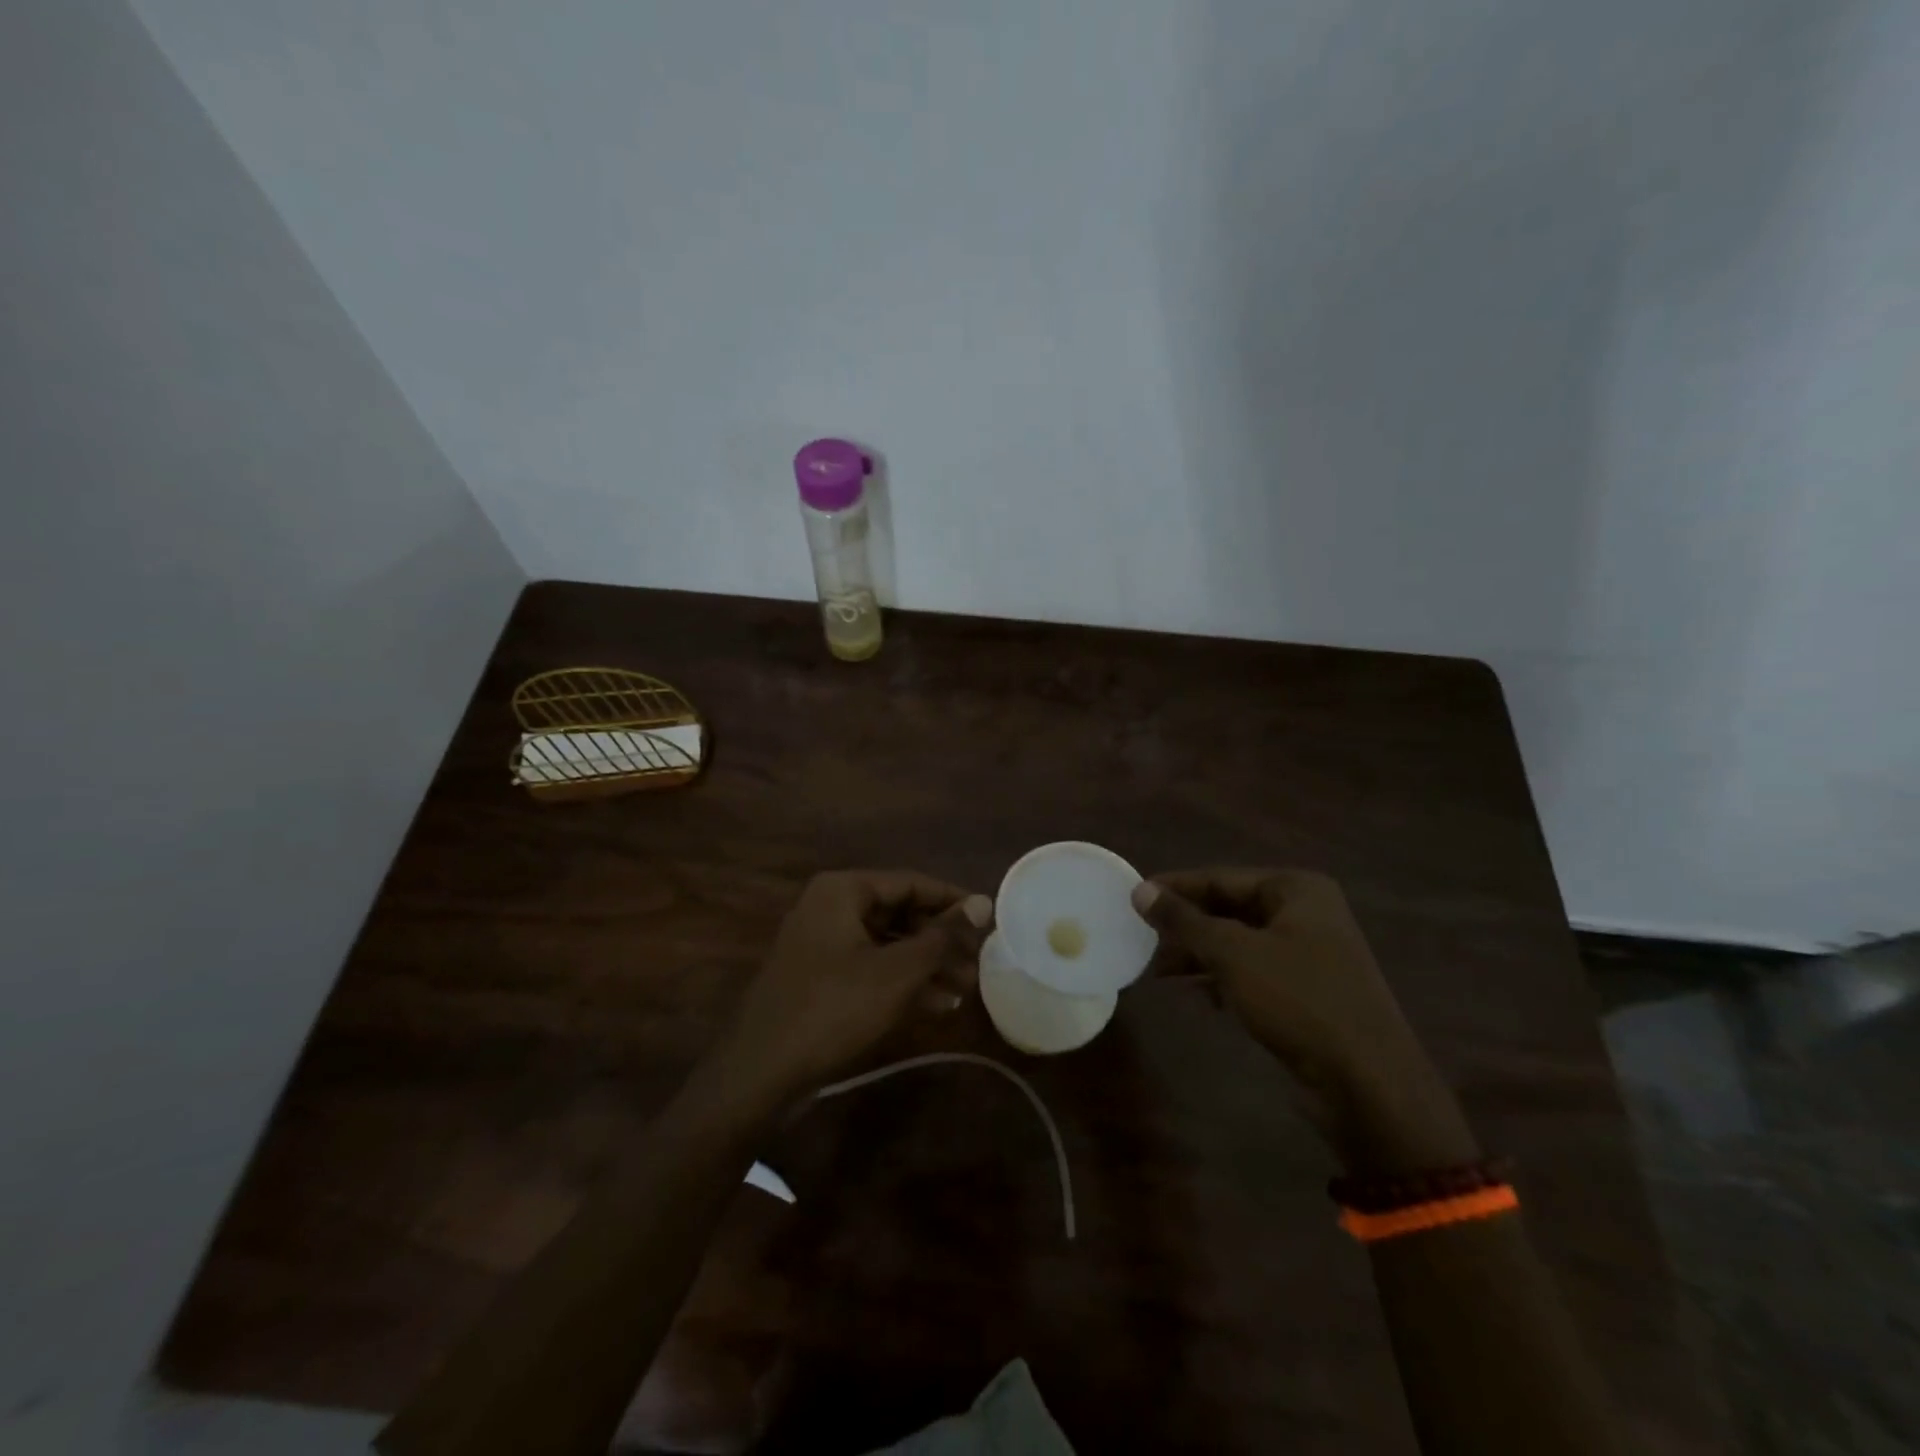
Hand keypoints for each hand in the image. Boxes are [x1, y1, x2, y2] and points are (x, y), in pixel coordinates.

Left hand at [711, 871, 993, 1107]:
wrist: (760, 1072)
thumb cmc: (834, 1008)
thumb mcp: (898, 972)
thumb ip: (943, 936)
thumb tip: (984, 903)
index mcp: (843, 891)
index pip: (911, 882)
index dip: (953, 901)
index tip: (989, 920)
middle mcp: (830, 907)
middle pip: (900, 913)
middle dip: (941, 940)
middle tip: (979, 963)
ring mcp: (822, 943)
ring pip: (888, 943)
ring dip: (927, 964)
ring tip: (966, 989)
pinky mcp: (820, 978)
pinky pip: (871, 967)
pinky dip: (902, 981)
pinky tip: (937, 1005)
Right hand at [1133, 868, 1476, 1173]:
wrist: (1368, 1084)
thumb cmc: (1299, 1000)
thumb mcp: (1233, 954)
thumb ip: (1184, 920)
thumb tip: (1141, 890)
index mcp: (1296, 890)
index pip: (1220, 878)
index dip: (1175, 888)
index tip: (1133, 898)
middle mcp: (1306, 914)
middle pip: (1230, 908)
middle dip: (1187, 926)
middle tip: (1143, 938)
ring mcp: (1310, 954)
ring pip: (1239, 943)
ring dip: (1200, 955)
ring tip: (1160, 971)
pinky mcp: (1308, 991)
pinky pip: (1254, 972)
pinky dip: (1224, 979)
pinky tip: (1199, 996)